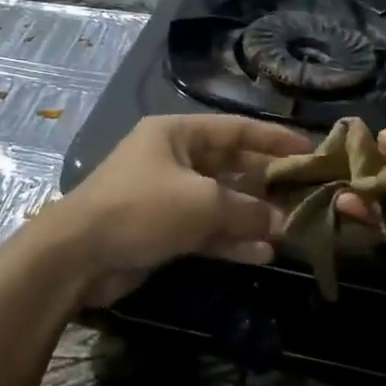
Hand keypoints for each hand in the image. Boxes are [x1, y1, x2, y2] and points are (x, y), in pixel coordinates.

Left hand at [47, 115, 309, 305]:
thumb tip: (282, 222)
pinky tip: (262, 253)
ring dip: (251, 216)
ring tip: (288, 229)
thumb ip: (247, 210)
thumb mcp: (202, 203)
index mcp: (177, 134)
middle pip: (230, 165)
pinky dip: (231, 239)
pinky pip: (205, 229)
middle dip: (265, 182)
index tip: (308, 150)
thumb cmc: (142, 209)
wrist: (78, 256)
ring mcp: (167, 196)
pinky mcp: (163, 229)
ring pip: (220, 201)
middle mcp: (173, 159)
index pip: (236, 129)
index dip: (273, 139)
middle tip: (304, 193)